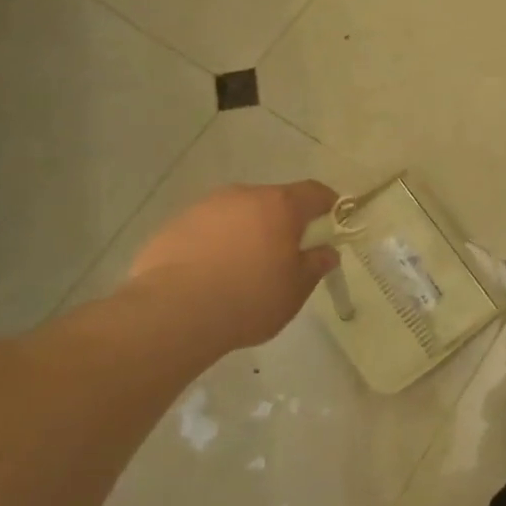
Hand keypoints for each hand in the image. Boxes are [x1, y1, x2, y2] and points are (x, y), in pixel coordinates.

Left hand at [128, 181, 339, 352]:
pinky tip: (208, 276)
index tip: (332, 224)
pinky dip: (214, 245)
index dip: (328, 206)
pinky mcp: (175, 224)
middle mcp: (243, 195)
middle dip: (282, 224)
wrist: (173, 313)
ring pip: (237, 214)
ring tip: (240, 271)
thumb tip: (327, 251)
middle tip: (283, 258)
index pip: (314, 192)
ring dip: (246, 233)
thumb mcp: (295, 290)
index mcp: (279, 205)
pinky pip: (206, 229)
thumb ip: (315, 265)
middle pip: (273, 202)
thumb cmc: (248, 299)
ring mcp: (205, 206)